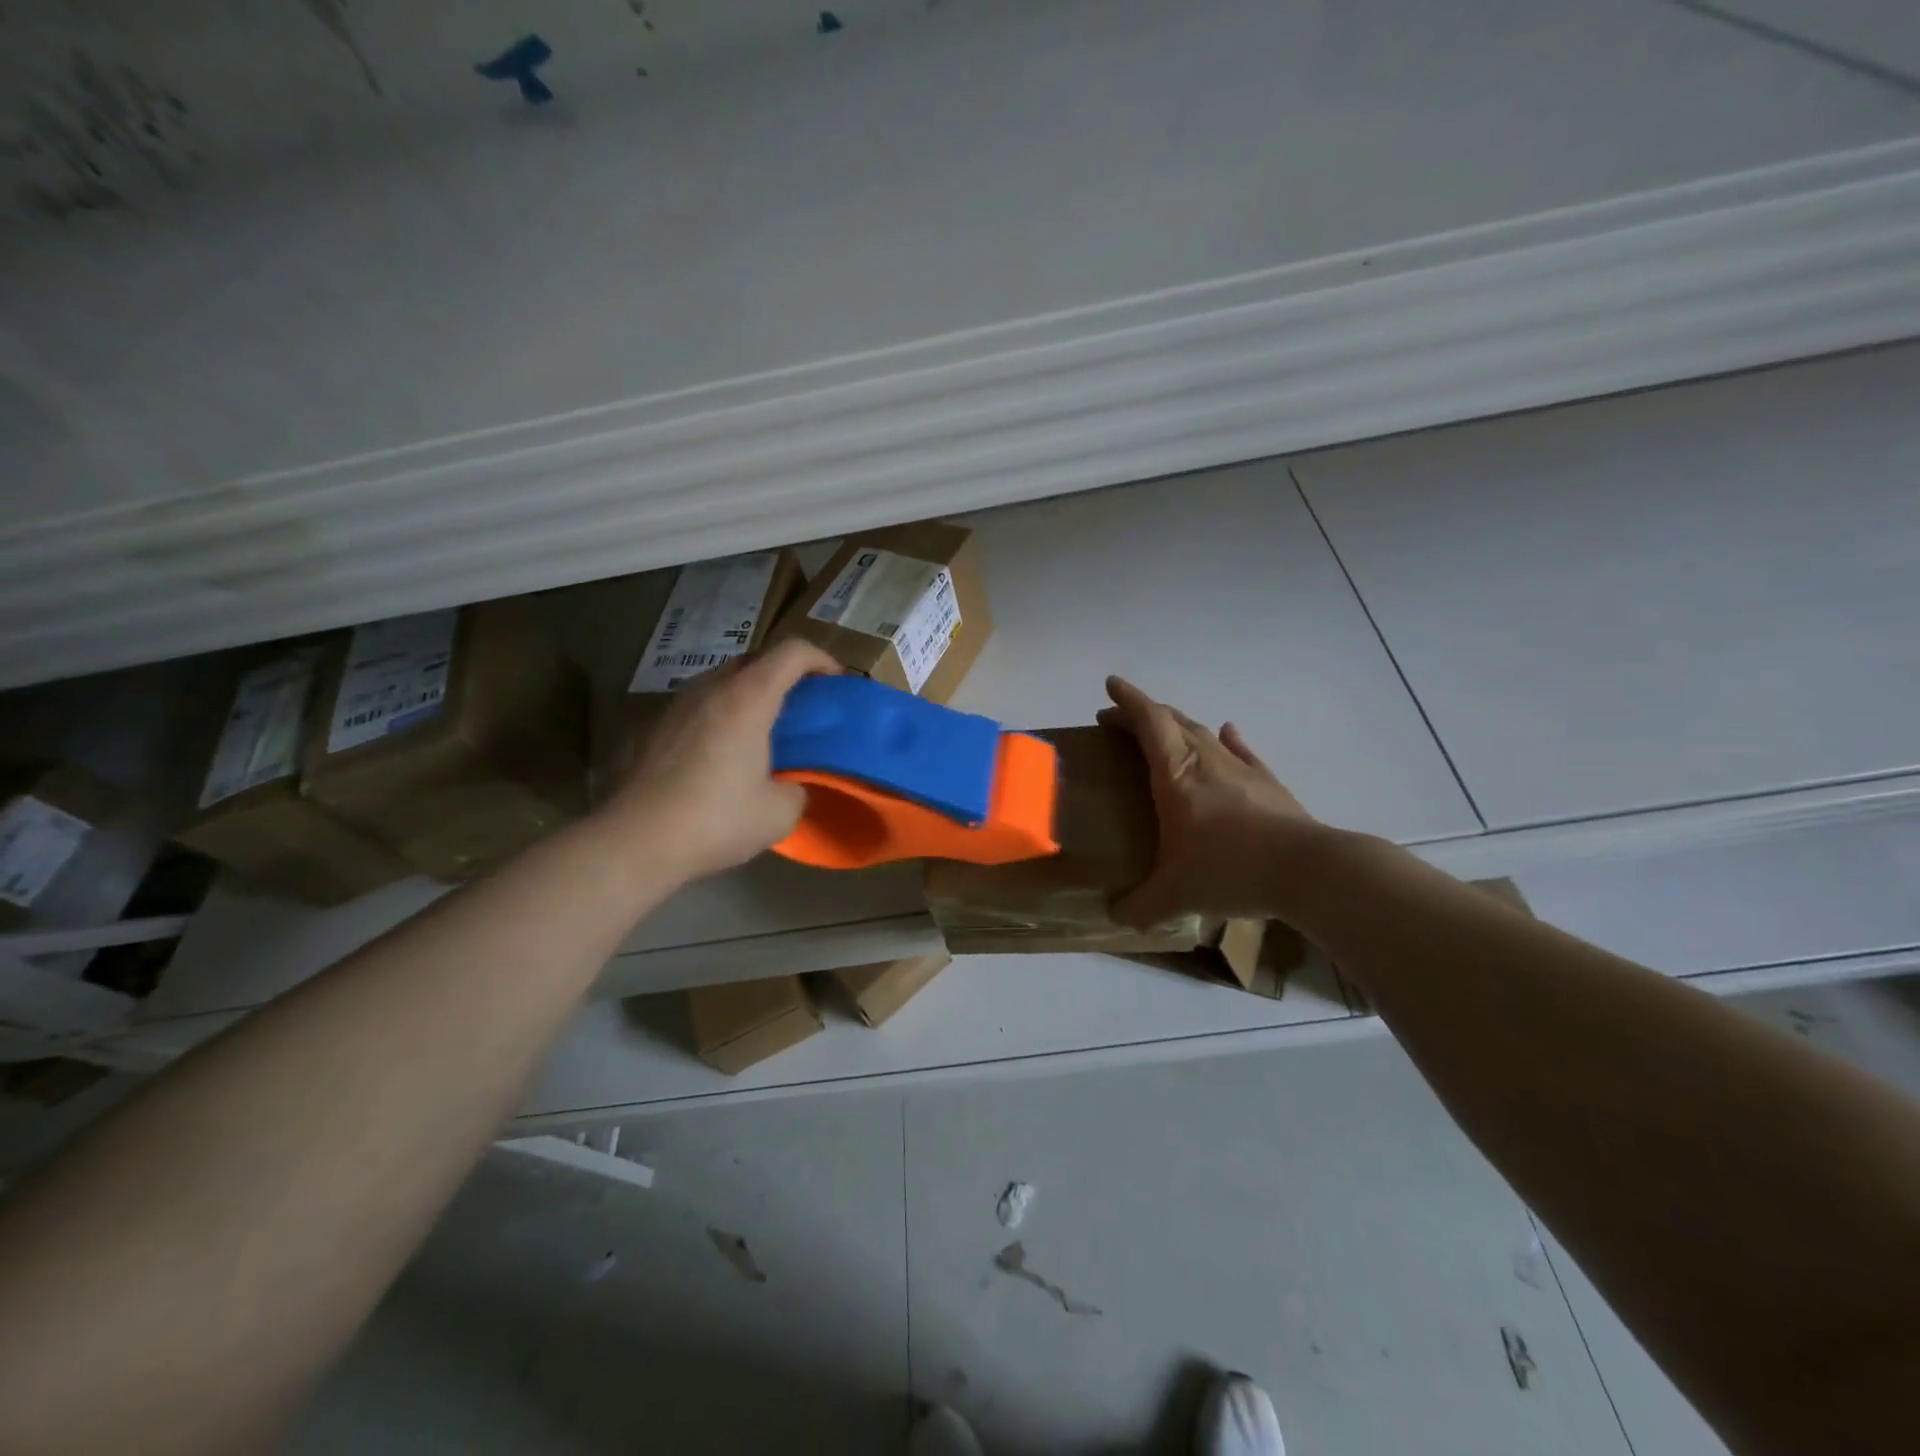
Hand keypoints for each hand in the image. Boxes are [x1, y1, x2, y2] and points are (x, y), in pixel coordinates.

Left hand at [605, 639, 840, 879]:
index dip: (821, 659)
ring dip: (746, 696)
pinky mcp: (650, 730)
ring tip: (758, 732)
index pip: (792, 653)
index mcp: (747, 700)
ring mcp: (674, 707)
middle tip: (799, 708)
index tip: (834, 683)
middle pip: (754, 661)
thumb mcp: (779, 814)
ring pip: (719, 683)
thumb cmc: (715, 821)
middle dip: (783, 675)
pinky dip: (716, 719)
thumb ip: (796, 789)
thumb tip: (788, 786)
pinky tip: (716, 758)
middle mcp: (709, 691)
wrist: (634, 843)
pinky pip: (694, 710)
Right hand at [1096, 675, 1317, 927]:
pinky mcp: (1267, 783)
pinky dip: (1227, 738)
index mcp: (1176, 774)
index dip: (1127, 700)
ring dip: (1178, 725)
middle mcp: (1206, 760)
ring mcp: (1241, 768)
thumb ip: (1139, 906)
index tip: (1110, 685)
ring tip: (1163, 731)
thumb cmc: (1229, 870)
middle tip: (1120, 720)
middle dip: (1142, 714)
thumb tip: (1115, 916)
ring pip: (1203, 733)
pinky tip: (1227, 732)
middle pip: (1172, 721)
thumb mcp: (1174, 895)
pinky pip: (1241, 751)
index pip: (1148, 721)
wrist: (1307, 872)